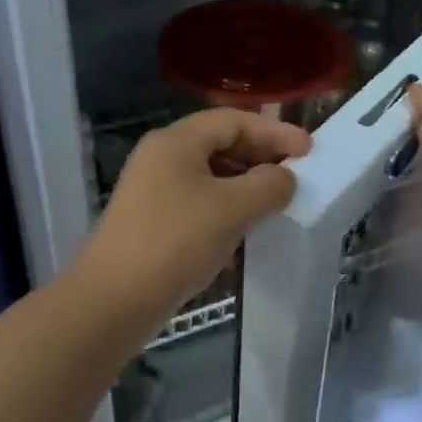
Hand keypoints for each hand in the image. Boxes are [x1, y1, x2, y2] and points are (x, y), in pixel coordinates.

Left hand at [65, 109, 310, 339]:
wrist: (112, 301)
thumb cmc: (175, 242)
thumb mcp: (231, 208)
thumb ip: (268, 185)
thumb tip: (284, 178)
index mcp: (176, 141)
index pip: (233, 120)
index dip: (274, 131)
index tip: (309, 151)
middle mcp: (161, 157)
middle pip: (220, 144)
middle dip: (261, 156)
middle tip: (296, 174)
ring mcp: (153, 191)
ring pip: (210, 176)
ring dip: (245, 185)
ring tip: (277, 202)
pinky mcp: (153, 222)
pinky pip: (199, 203)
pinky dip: (227, 209)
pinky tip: (246, 231)